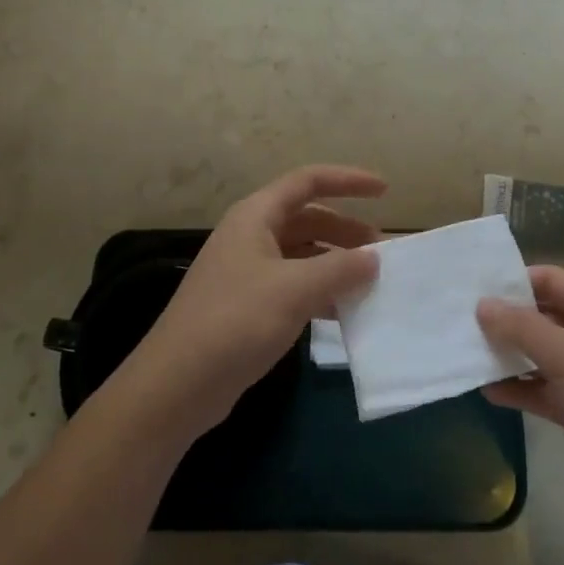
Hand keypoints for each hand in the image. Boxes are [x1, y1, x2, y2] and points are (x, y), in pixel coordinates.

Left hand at [108, 165, 384, 446]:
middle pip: (307, 219)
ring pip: (301, 255)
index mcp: (256, 216)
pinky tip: (343, 313)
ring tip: (370, 283)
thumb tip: (373, 258)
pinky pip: (293, 285)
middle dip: (346, 230)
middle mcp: (250, 236)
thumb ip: (340, 268)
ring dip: (335, 264)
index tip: (385, 190)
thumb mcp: (295, 289)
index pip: (308, 182)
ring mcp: (247, 272)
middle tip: (382, 252)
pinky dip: (320, 292)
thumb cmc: (236, 321)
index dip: (348, 181)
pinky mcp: (247, 306)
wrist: (178, 384)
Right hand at [477, 266, 563, 543]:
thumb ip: (521, 328)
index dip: (514, 281)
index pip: (551, 280)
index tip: (471, 289)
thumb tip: (482, 304)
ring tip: (465, 353)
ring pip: (540, 355)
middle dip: (504, 319)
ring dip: (508, 355)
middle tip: (459, 321)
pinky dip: (519, 389)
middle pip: (543, 316)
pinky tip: (487, 391)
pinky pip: (544, 390)